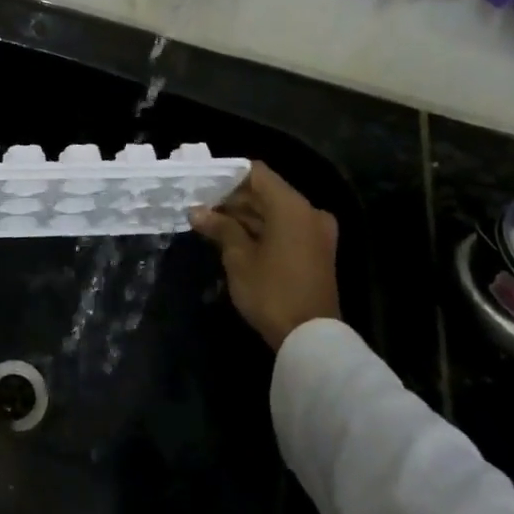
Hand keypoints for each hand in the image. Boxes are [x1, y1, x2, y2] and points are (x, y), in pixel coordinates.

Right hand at [189, 162, 340, 349]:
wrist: (312, 340)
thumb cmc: (272, 292)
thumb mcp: (239, 258)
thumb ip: (220, 227)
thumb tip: (197, 212)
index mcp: (292, 206)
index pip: (257, 173)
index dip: (228, 175)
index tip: (203, 185)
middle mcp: (309, 212)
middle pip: (266, 192)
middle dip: (233, 199)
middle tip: (201, 207)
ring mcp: (316, 233)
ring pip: (275, 212)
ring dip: (246, 216)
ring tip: (211, 223)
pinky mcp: (316, 252)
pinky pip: (285, 229)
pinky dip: (262, 230)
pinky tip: (233, 238)